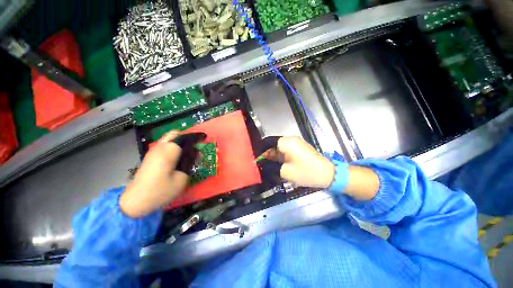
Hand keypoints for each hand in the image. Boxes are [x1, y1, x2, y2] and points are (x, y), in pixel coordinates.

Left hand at [120, 131, 199, 217]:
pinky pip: (164, 146)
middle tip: (194, 148)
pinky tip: (177, 159)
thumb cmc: (161, 190)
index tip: (203, 142)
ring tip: (188, 154)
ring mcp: (153, 151)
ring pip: (169, 139)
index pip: (185, 137)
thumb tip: (194, 154)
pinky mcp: (150, 157)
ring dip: (180, 144)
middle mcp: (160, 147)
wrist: (136, 201)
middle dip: (186, 139)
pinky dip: (173, 148)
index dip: (196, 138)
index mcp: (169, 150)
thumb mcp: (182, 178)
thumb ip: (190, 163)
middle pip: (175, 134)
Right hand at [258, 136, 334, 187]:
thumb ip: (270, 167)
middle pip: (272, 145)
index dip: (259, 150)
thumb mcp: (285, 172)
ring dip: (271, 156)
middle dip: (264, 154)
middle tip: (257, 164)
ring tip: (264, 165)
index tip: (253, 158)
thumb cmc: (306, 172)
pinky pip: (284, 150)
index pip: (267, 142)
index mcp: (286, 142)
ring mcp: (295, 143)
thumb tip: (260, 164)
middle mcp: (290, 139)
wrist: (327, 174)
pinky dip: (278, 156)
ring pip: (278, 148)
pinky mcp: (298, 148)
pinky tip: (274, 164)